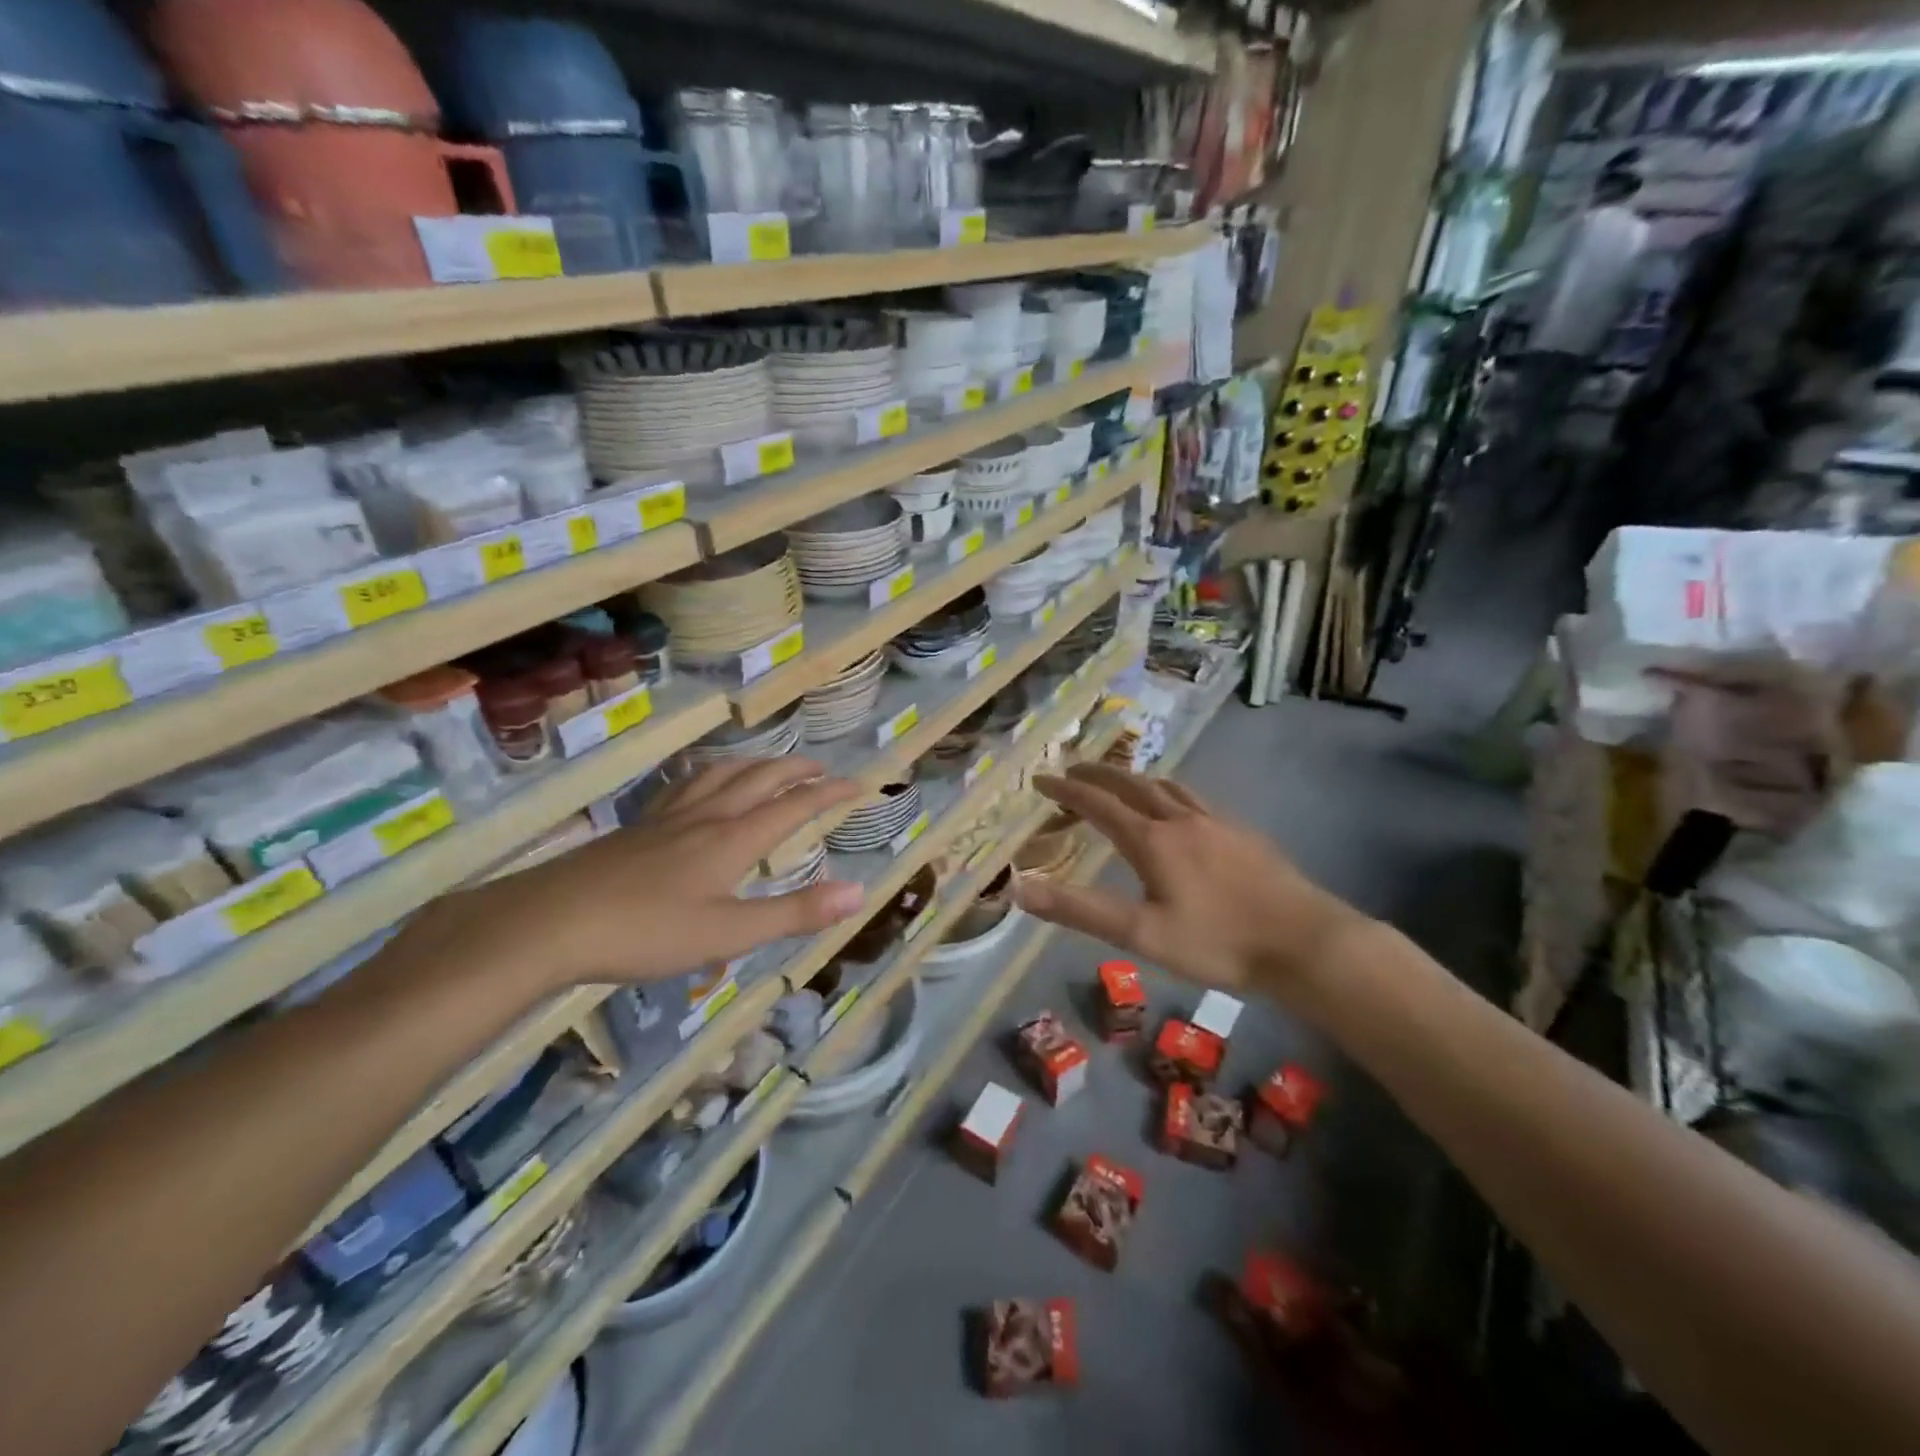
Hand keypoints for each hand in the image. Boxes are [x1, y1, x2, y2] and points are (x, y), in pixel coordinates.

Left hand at [386, 757, 863, 995]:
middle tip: (822, 769)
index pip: (794, 806)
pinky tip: (701, 787)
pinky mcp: (638, 827)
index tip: (859, 784)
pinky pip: (685, 785)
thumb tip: (858, 891)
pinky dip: (710, 774)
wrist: (549, 922)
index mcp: (733, 839)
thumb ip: (794, 912)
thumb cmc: (645, 932)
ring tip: (771, 767)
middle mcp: (706, 817)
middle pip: (759, 778)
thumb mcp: (729, 933)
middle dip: (796, 770)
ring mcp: (668, 818)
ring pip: (721, 774)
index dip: (829, 793)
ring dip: (756, 764)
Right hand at [1015, 764, 1365, 996]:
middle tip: (1073, 770)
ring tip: (1121, 780)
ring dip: (1136, 778)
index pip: (1098, 804)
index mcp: (1152, 840)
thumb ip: (1079, 910)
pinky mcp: (1243, 833)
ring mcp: (1217, 823)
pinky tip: (1182, 808)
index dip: (1066, 791)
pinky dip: (1171, 792)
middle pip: (1132, 785)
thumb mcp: (1140, 934)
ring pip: (1168, 787)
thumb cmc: (1217, 942)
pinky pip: (1196, 799)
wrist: (1304, 942)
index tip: (1040, 779)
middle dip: (1098, 775)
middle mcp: (1181, 820)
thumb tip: (1020, 889)